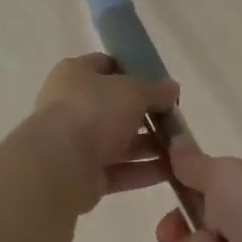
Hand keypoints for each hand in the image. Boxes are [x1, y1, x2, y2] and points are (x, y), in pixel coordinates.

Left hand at [32, 54, 179, 213]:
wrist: (59, 165)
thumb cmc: (93, 112)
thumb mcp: (132, 91)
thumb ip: (155, 90)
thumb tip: (172, 89)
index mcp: (75, 75)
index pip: (107, 66)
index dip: (135, 73)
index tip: (163, 86)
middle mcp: (73, 106)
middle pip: (116, 108)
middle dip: (148, 115)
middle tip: (177, 122)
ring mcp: (77, 143)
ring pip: (120, 142)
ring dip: (151, 146)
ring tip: (183, 151)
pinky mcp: (84, 175)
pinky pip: (120, 170)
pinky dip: (144, 171)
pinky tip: (173, 172)